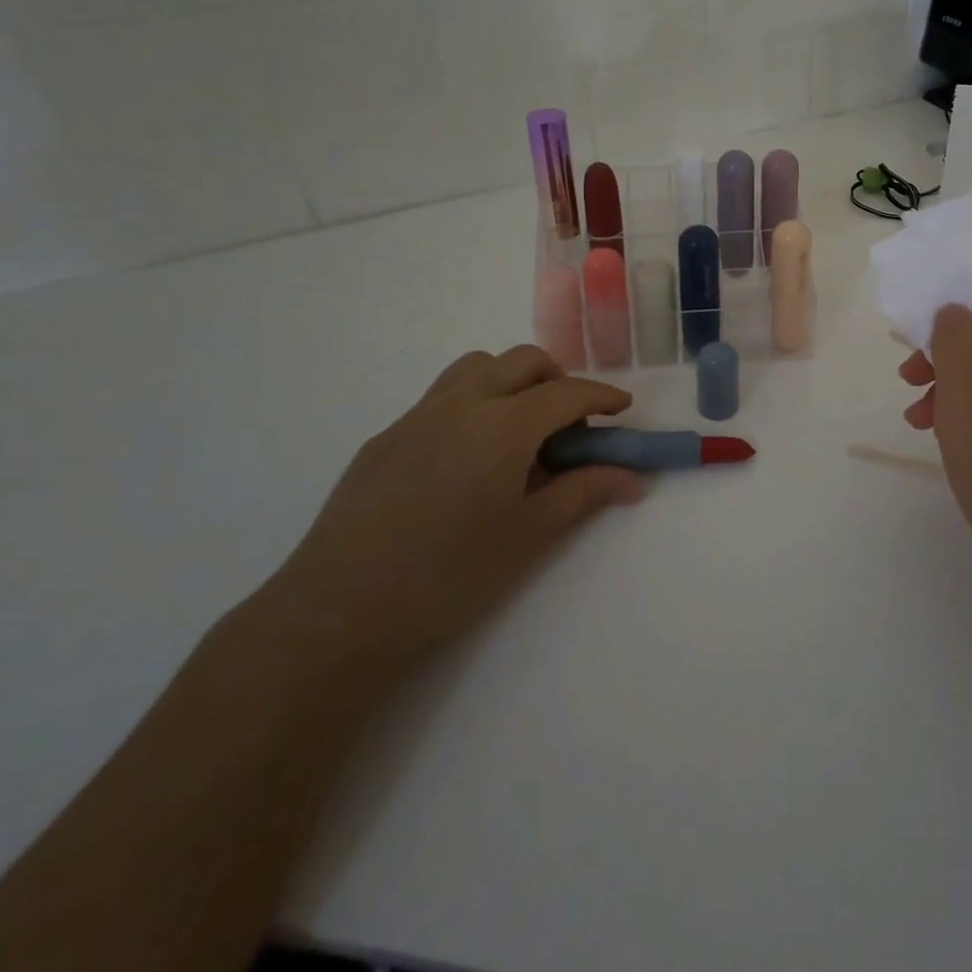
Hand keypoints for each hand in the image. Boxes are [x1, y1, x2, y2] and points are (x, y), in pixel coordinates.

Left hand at [262, 346, 642, 666]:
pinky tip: (466, 461)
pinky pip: (440, 398)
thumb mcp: (529, 535)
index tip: (622, 409)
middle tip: (570, 426)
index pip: (567, 393)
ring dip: (510, 381)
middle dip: (558, 380)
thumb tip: (632, 478)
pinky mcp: (384, 438)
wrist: (339, 610)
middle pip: (522, 361)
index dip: (601, 397)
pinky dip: (472, 405)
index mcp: (503, 424)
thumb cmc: (449, 574)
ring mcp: (416, 416)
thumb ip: (584, 494)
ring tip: (519, 432)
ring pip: (476, 368)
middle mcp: (461, 403)